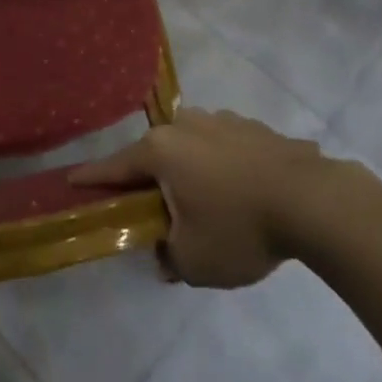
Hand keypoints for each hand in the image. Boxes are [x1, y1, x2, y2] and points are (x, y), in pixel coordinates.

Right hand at [70, 110, 329, 287]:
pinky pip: (225, 148)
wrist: (311, 200)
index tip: (70, 179)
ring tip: (209, 205)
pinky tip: (244, 193)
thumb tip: (165, 250)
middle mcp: (185, 125)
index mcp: (161, 151)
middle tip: (157, 209)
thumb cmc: (239, 227)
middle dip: (153, 180)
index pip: (115, 167)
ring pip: (192, 147)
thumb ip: (169, 256)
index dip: (92, 178)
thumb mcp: (194, 261)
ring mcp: (221, 120)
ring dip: (192, 171)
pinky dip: (224, 168)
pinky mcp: (253, 127)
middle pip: (156, 154)